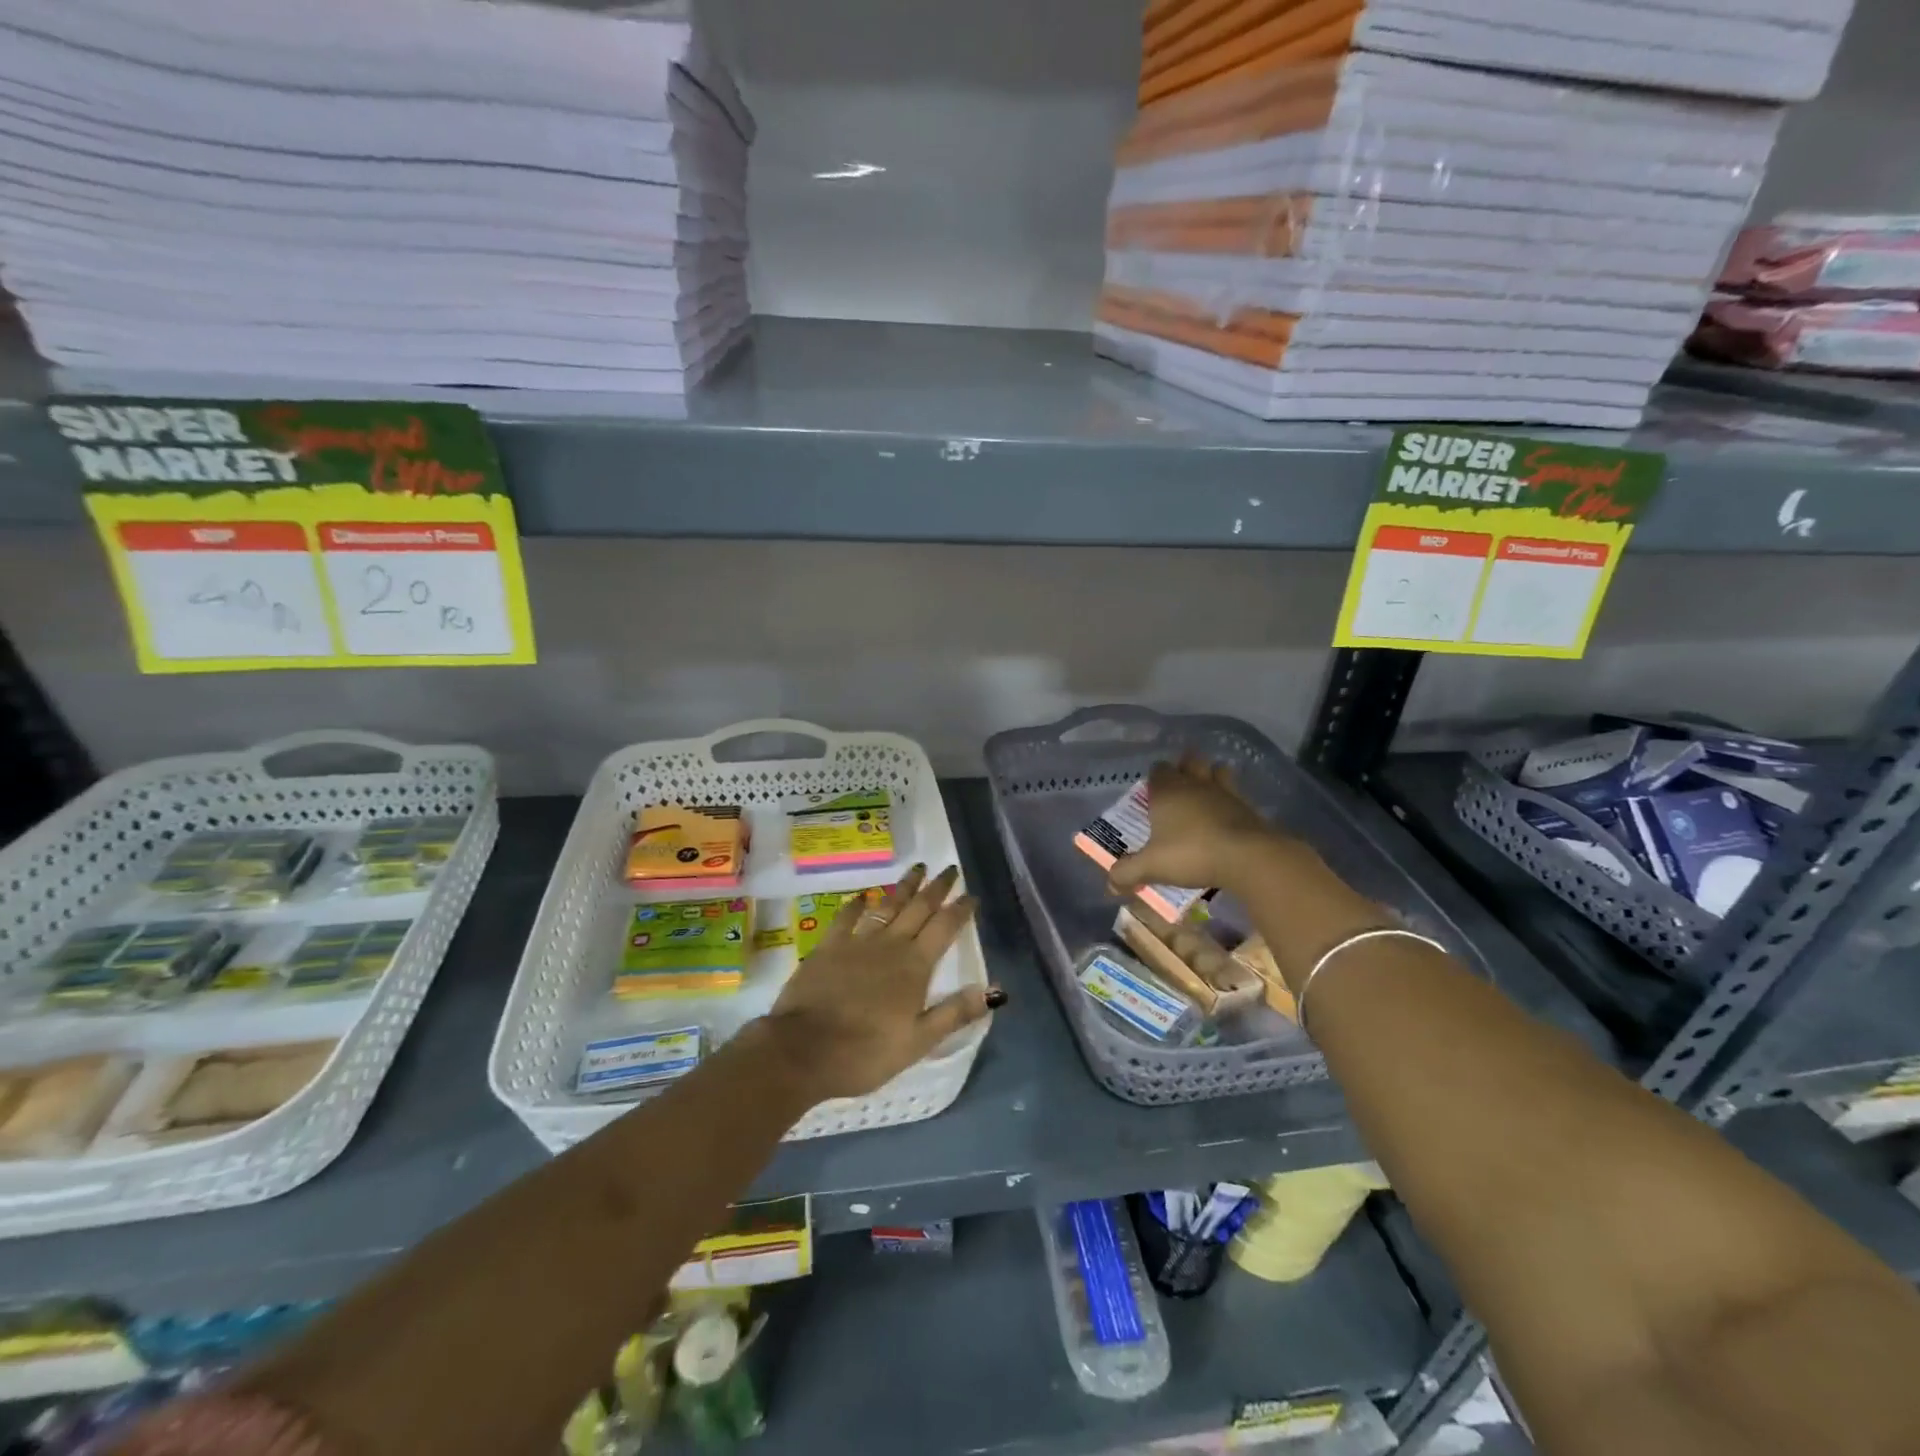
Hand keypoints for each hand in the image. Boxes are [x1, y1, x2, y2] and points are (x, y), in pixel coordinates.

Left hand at [763, 864, 996, 1101]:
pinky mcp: (828, 947)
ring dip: (904, 886)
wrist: (803, 1050)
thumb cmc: (866, 1052)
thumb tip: (995, 990)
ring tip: (917, 868)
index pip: (944, 928)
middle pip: (919, 908)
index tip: (972, 895)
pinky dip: (857, 905)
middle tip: (950, 868)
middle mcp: (890, 945)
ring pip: (887, 905)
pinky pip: (846, 918)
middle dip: (937, 888)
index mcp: (915, 966)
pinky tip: (862, 896)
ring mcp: (857, 942)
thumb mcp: (918, 1041)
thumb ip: (955, 1012)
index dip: (960, 910)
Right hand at [1108, 755, 1290, 899]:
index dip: (1154, 777)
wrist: (1248, 856)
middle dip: (1184, 767)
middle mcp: (1195, 784)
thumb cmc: (1191, 853)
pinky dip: (1232, 799)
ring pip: (1217, 771)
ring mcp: (1224, 792)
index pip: (1158, 770)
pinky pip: (1237, 793)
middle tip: (1180, 785)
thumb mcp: (1152, 867)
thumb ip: (1128, 872)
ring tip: (1207, 791)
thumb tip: (1110, 882)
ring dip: (1212, 776)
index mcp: (1167, 791)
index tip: (1152, 792)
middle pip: (1189, 762)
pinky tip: (1229, 813)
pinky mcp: (1248, 807)